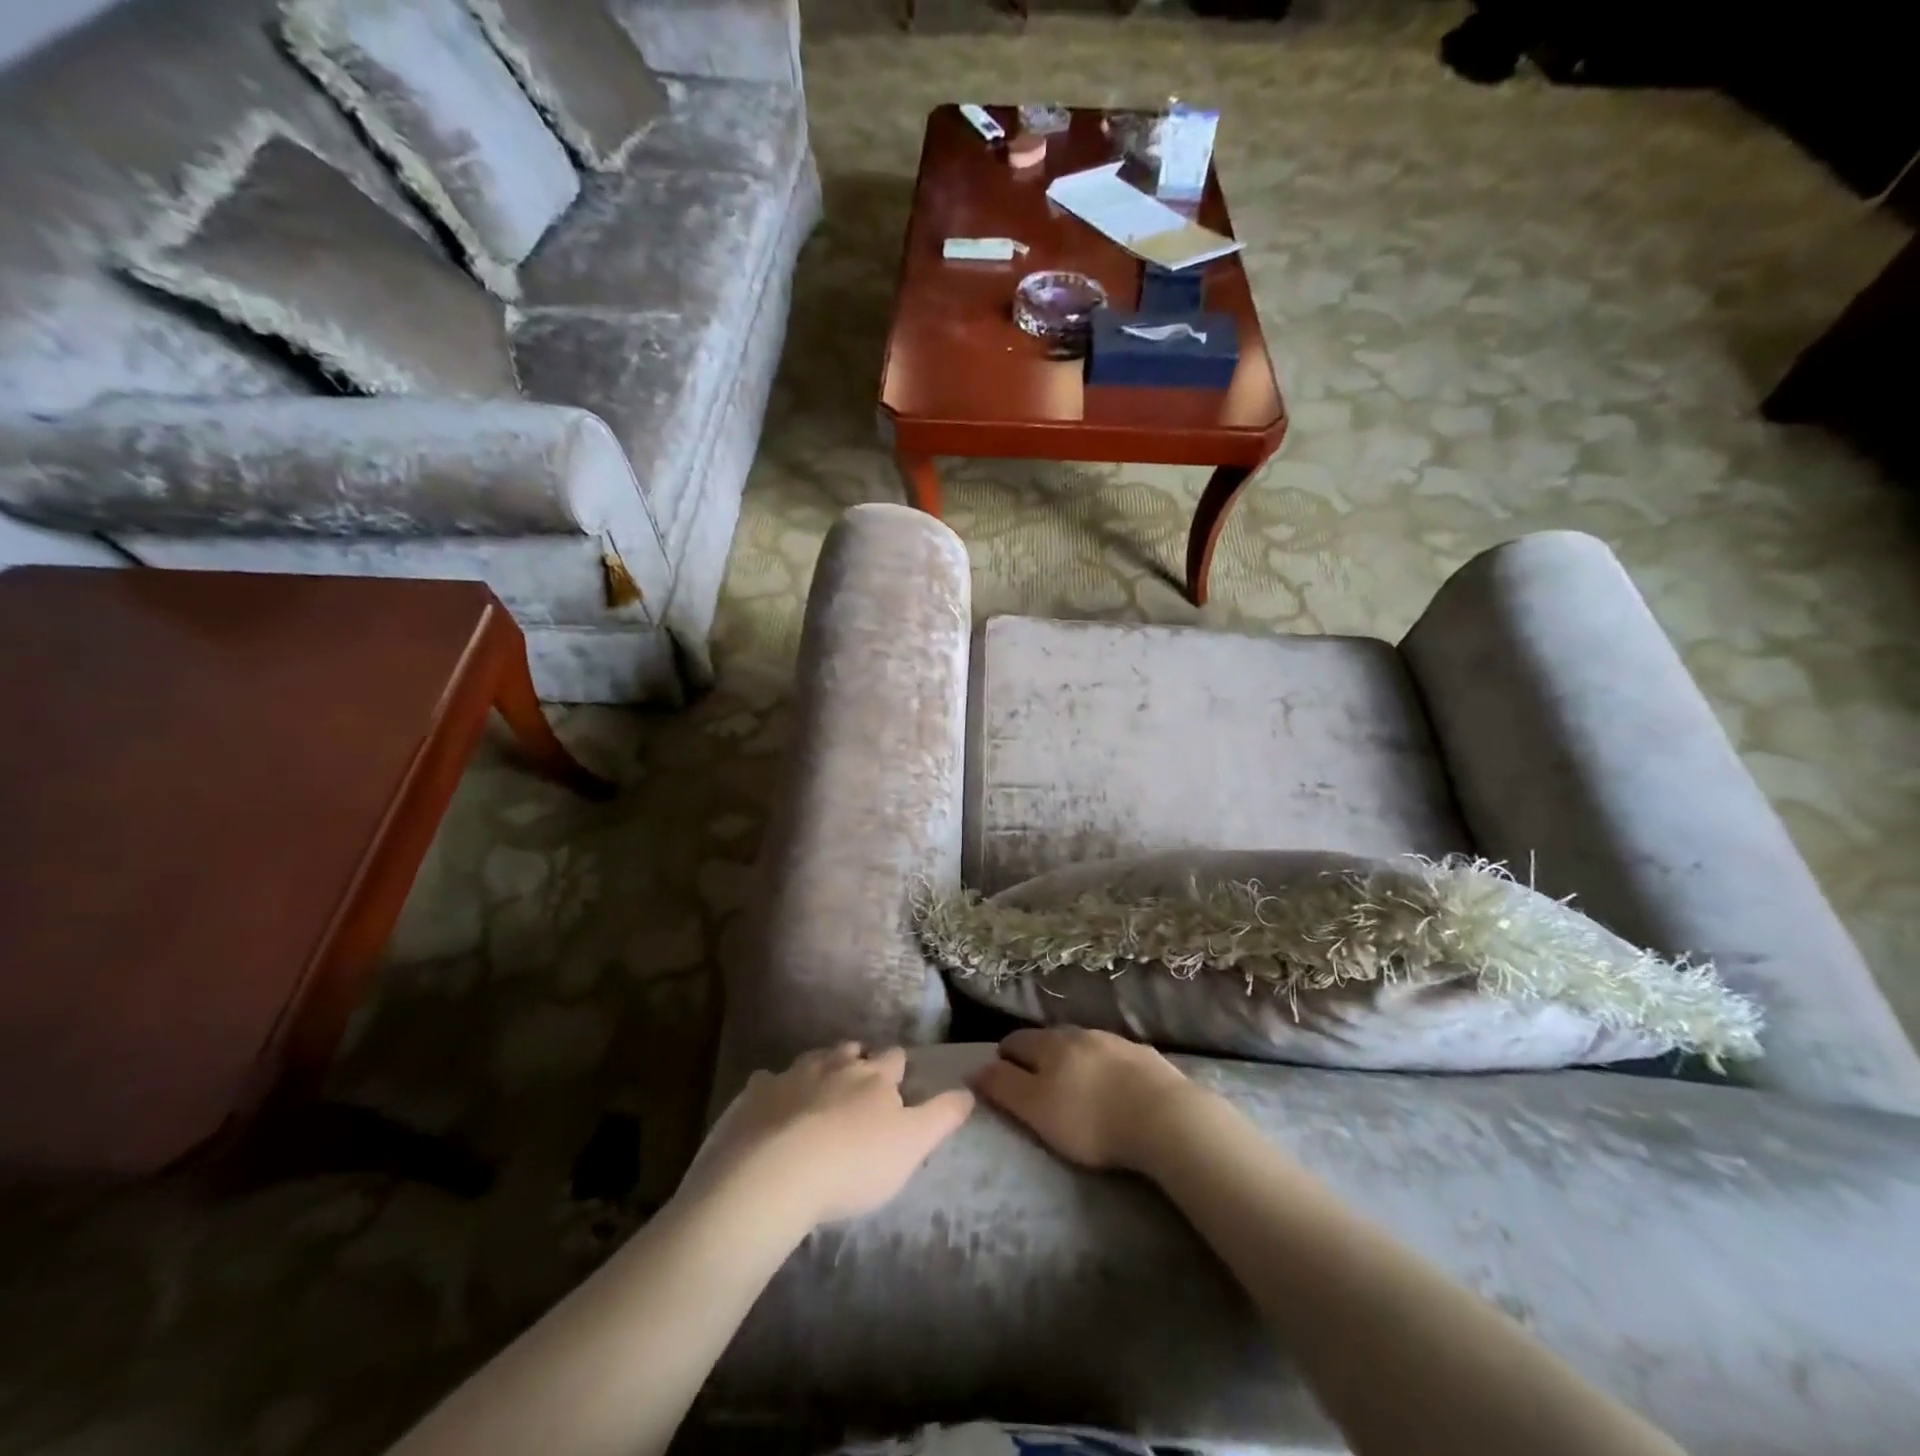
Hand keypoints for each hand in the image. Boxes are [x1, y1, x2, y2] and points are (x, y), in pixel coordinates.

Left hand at [682, 1044, 973, 1231]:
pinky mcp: (755, 1094)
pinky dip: (774, 1090)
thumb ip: (942, 1116)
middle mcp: (835, 1065)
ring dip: (820, 1069)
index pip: (894, 1059)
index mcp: (874, 1076)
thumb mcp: (911, 1146)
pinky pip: (767, 1082)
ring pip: (812, 1060)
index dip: (898, 1068)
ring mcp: (791, 1075)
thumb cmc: (852, 1164)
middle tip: (859, 1081)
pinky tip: (771, 1106)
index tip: (899, 1080)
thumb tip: (969, 1090)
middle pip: (851, 1052)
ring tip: (821, 1088)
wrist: (773, 1174)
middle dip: (858, 1060)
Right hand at [972, 1027, 1208, 1172]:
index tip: (1000, 1075)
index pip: (1016, 1041)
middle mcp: (1081, 1033)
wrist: (1165, 1118)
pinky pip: (1115, 1057)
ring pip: (1084, 1045)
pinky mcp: (1146, 1058)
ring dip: (1073, 1060)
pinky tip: (1113, 1087)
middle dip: (1038, 1056)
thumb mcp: (1036, 1109)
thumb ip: (1003, 1087)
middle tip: (1035, 1083)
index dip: (1003, 1057)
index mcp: (1050, 1044)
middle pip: (1050, 1039)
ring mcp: (1117, 1042)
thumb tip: (974, 1068)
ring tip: (1074, 1085)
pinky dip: (1105, 1068)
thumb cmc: (1090, 1119)